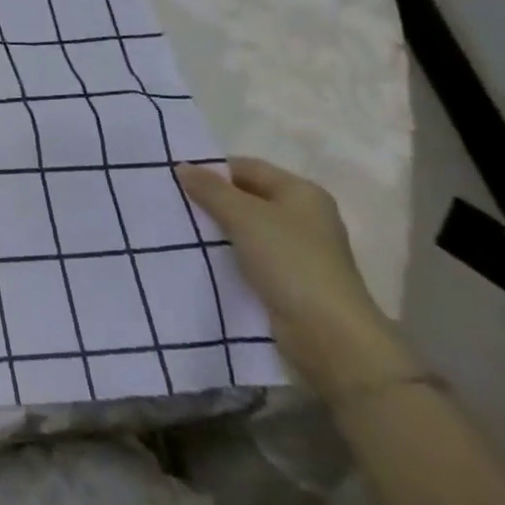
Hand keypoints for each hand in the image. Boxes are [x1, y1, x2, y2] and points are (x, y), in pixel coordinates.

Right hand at [177, 157, 412, 398]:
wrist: (330, 338)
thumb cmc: (291, 262)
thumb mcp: (244, 217)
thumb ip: (211, 189)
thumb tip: (182, 166)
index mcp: (302, 193)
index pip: (247, 167)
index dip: (213, 170)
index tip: (176, 178)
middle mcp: (303, 217)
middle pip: (246, 197)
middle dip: (211, 199)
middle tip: (173, 202)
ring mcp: (297, 251)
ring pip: (245, 228)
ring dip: (216, 229)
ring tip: (179, 228)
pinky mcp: (288, 280)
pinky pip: (249, 255)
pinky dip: (226, 254)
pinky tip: (200, 256)